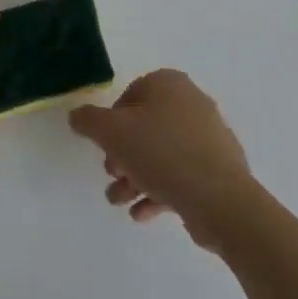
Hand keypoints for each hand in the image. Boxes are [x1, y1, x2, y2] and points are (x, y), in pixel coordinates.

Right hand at [69, 69, 254, 247]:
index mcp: (169, 85)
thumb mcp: (111, 132)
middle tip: (111, 175)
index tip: (104, 146)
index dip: (111, 121)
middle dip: (123, 155)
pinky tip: (142, 214)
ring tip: (120, 201)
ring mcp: (209, 138)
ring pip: (162, 154)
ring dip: (136, 177)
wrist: (220, 200)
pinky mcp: (219, 170)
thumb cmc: (161, 153)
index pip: (130, 95)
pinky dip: (159, 191)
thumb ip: (88, 120)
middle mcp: (192, 104)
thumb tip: (77, 116)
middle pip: (146, 127)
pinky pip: (181, 174)